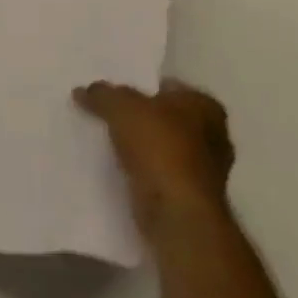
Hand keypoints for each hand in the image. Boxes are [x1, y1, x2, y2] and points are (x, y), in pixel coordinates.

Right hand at [75, 80, 234, 236]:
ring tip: (106, 140)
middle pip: (166, 117)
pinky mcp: (191, 195)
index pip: (168, 87)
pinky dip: (142, 168)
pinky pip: (159, 171)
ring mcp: (205, 168)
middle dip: (140, 117)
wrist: (176, 210)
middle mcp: (214, 135)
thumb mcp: (120, 106)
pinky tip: (119, 166)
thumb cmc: (159, 147)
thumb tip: (83, 91)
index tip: (114, 93)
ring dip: (140, 146)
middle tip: (106, 114)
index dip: (140, 86)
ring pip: (163, 146)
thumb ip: (102, 94)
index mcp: (206, 107)